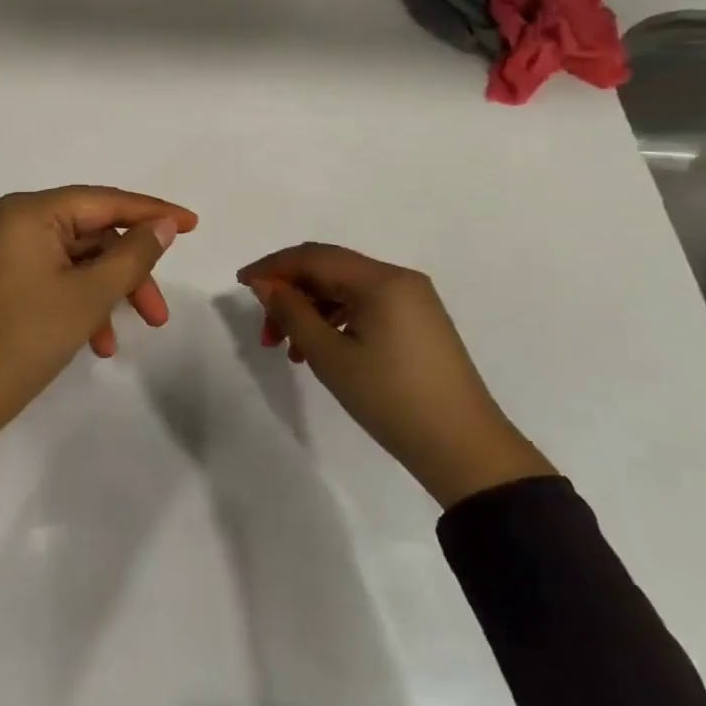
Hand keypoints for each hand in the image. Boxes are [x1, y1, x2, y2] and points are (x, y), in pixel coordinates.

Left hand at [0, 186, 197, 466]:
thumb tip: (162, 225)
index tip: (192, 225)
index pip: (102, 200)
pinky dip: (73, 303)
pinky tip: (91, 342)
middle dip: (126, 272)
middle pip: (87, 233)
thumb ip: (132, 255)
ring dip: (101, 294)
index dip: (151, 212)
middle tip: (157, 314)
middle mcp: (7, 220)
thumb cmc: (19, 342)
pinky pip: (45, 278)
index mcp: (26, 211)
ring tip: (118, 340)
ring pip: (68, 261)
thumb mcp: (86, 298)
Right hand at [237, 243, 553, 507]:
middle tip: (265, 332)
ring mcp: (413, 300)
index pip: (314, 256)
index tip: (241, 285)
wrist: (464, 449)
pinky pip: (366, 306)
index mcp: (381, 280)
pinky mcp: (418, 322)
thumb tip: (265, 284)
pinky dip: (336, 320)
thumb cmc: (391, 398)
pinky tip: (320, 350)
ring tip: (290, 350)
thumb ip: (292, 312)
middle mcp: (399, 279)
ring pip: (346, 289)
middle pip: (329, 269)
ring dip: (310, 310)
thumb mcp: (330, 356)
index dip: (273, 266)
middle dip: (290, 293)